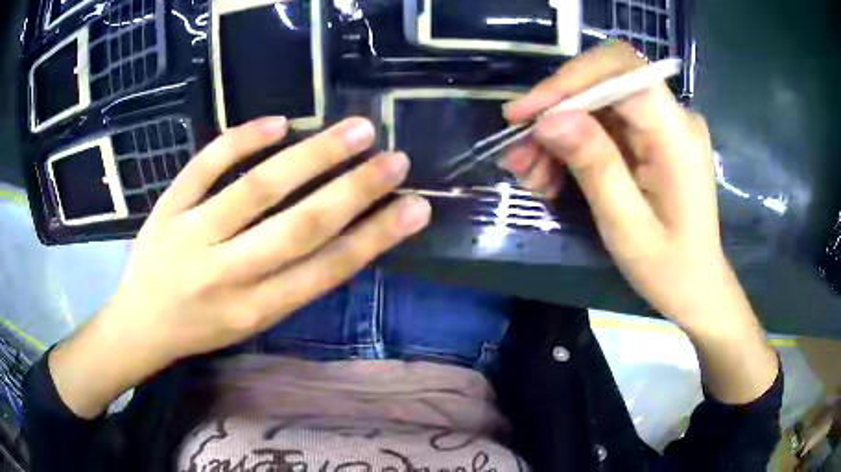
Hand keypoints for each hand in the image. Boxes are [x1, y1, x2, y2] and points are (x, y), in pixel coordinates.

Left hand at [49, 117, 430, 416]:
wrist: (140, 325)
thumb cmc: (201, 329)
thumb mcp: (252, 323)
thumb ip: (291, 283)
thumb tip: (343, 232)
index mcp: (254, 310)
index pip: (325, 270)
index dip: (375, 238)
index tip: (415, 208)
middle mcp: (225, 275)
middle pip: (298, 227)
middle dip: (354, 191)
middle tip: (396, 160)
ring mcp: (191, 235)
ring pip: (256, 189)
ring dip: (312, 156)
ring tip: (356, 130)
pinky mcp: (167, 208)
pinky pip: (204, 166)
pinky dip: (241, 139)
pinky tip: (278, 122)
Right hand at [503, 42, 777, 402]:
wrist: (696, 286)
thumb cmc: (669, 269)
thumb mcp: (627, 227)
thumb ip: (596, 166)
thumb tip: (549, 119)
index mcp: (677, 135)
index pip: (622, 71)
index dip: (569, 81)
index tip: (525, 115)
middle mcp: (672, 117)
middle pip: (603, 83)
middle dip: (555, 110)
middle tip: (518, 152)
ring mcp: (661, 125)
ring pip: (595, 103)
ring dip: (556, 132)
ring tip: (529, 174)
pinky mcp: (650, 137)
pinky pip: (602, 125)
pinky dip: (571, 145)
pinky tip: (550, 176)